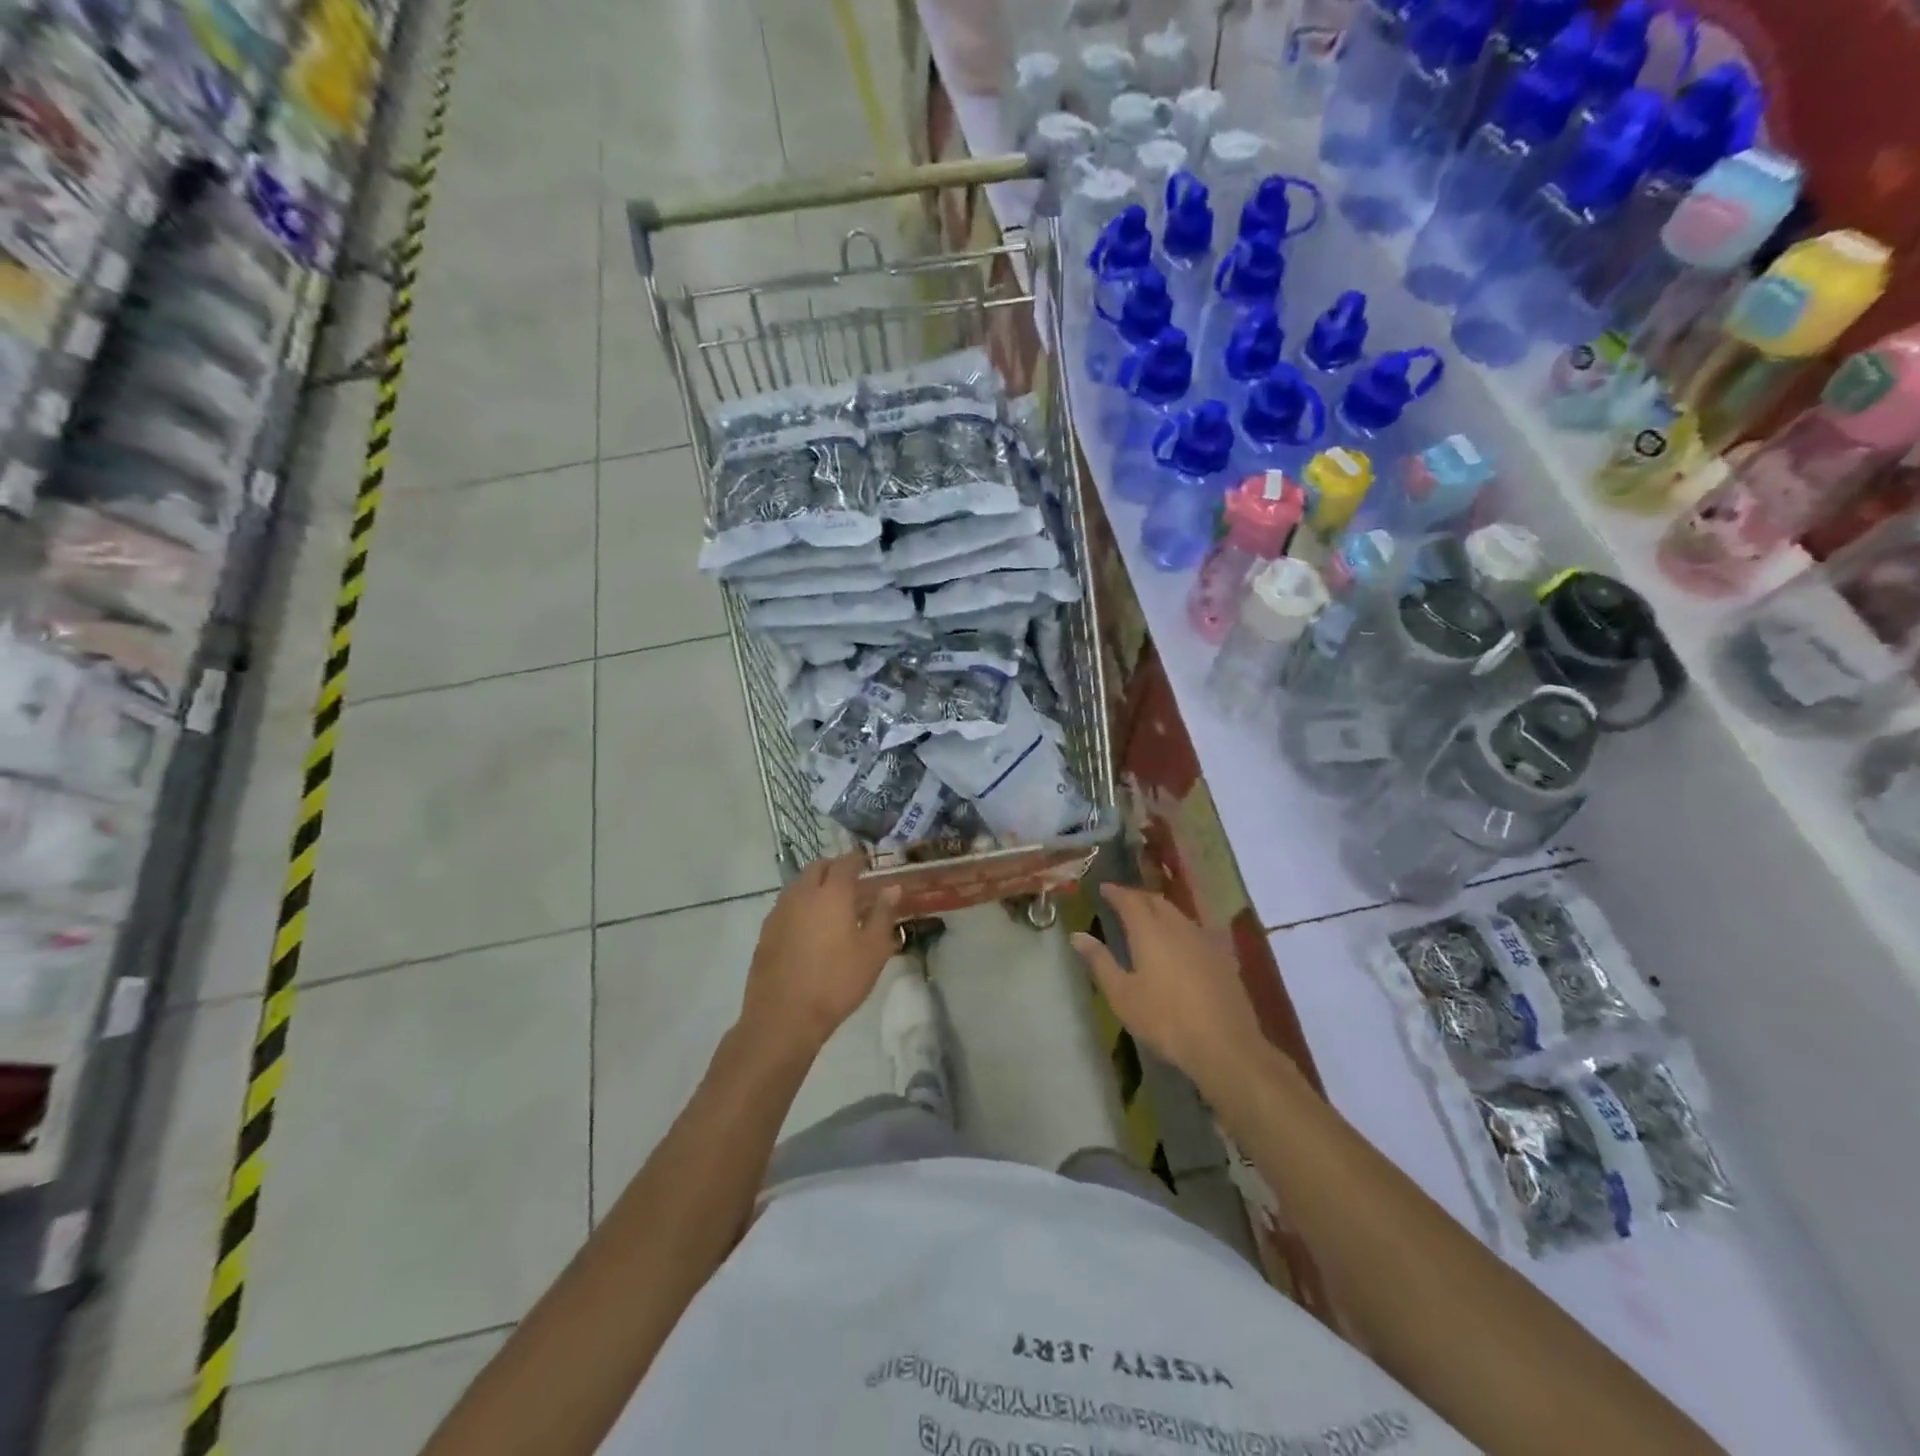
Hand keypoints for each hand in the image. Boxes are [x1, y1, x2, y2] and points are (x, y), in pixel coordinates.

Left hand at [741, 853, 902, 1055]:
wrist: (783, 1016)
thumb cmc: (836, 982)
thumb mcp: (873, 951)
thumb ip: (883, 915)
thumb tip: (892, 888)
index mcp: (832, 893)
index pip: (846, 862)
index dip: (858, 859)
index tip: (868, 862)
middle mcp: (803, 893)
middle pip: (818, 867)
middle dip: (834, 868)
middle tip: (851, 881)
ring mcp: (780, 911)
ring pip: (799, 884)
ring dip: (815, 885)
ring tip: (831, 904)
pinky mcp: (766, 931)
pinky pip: (786, 905)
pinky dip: (800, 904)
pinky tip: (809, 927)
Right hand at [1070, 884, 1266, 1089]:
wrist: (1224, 1044)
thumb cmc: (1165, 1020)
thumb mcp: (1122, 995)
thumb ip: (1099, 961)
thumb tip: (1076, 935)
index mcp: (1149, 931)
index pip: (1129, 900)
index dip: (1115, 892)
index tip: (1103, 888)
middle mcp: (1177, 926)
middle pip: (1156, 900)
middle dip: (1138, 896)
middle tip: (1123, 900)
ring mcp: (1204, 939)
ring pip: (1178, 912)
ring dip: (1160, 908)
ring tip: (1149, 915)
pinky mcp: (1223, 955)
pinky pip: (1198, 928)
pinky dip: (1182, 925)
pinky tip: (1182, 937)